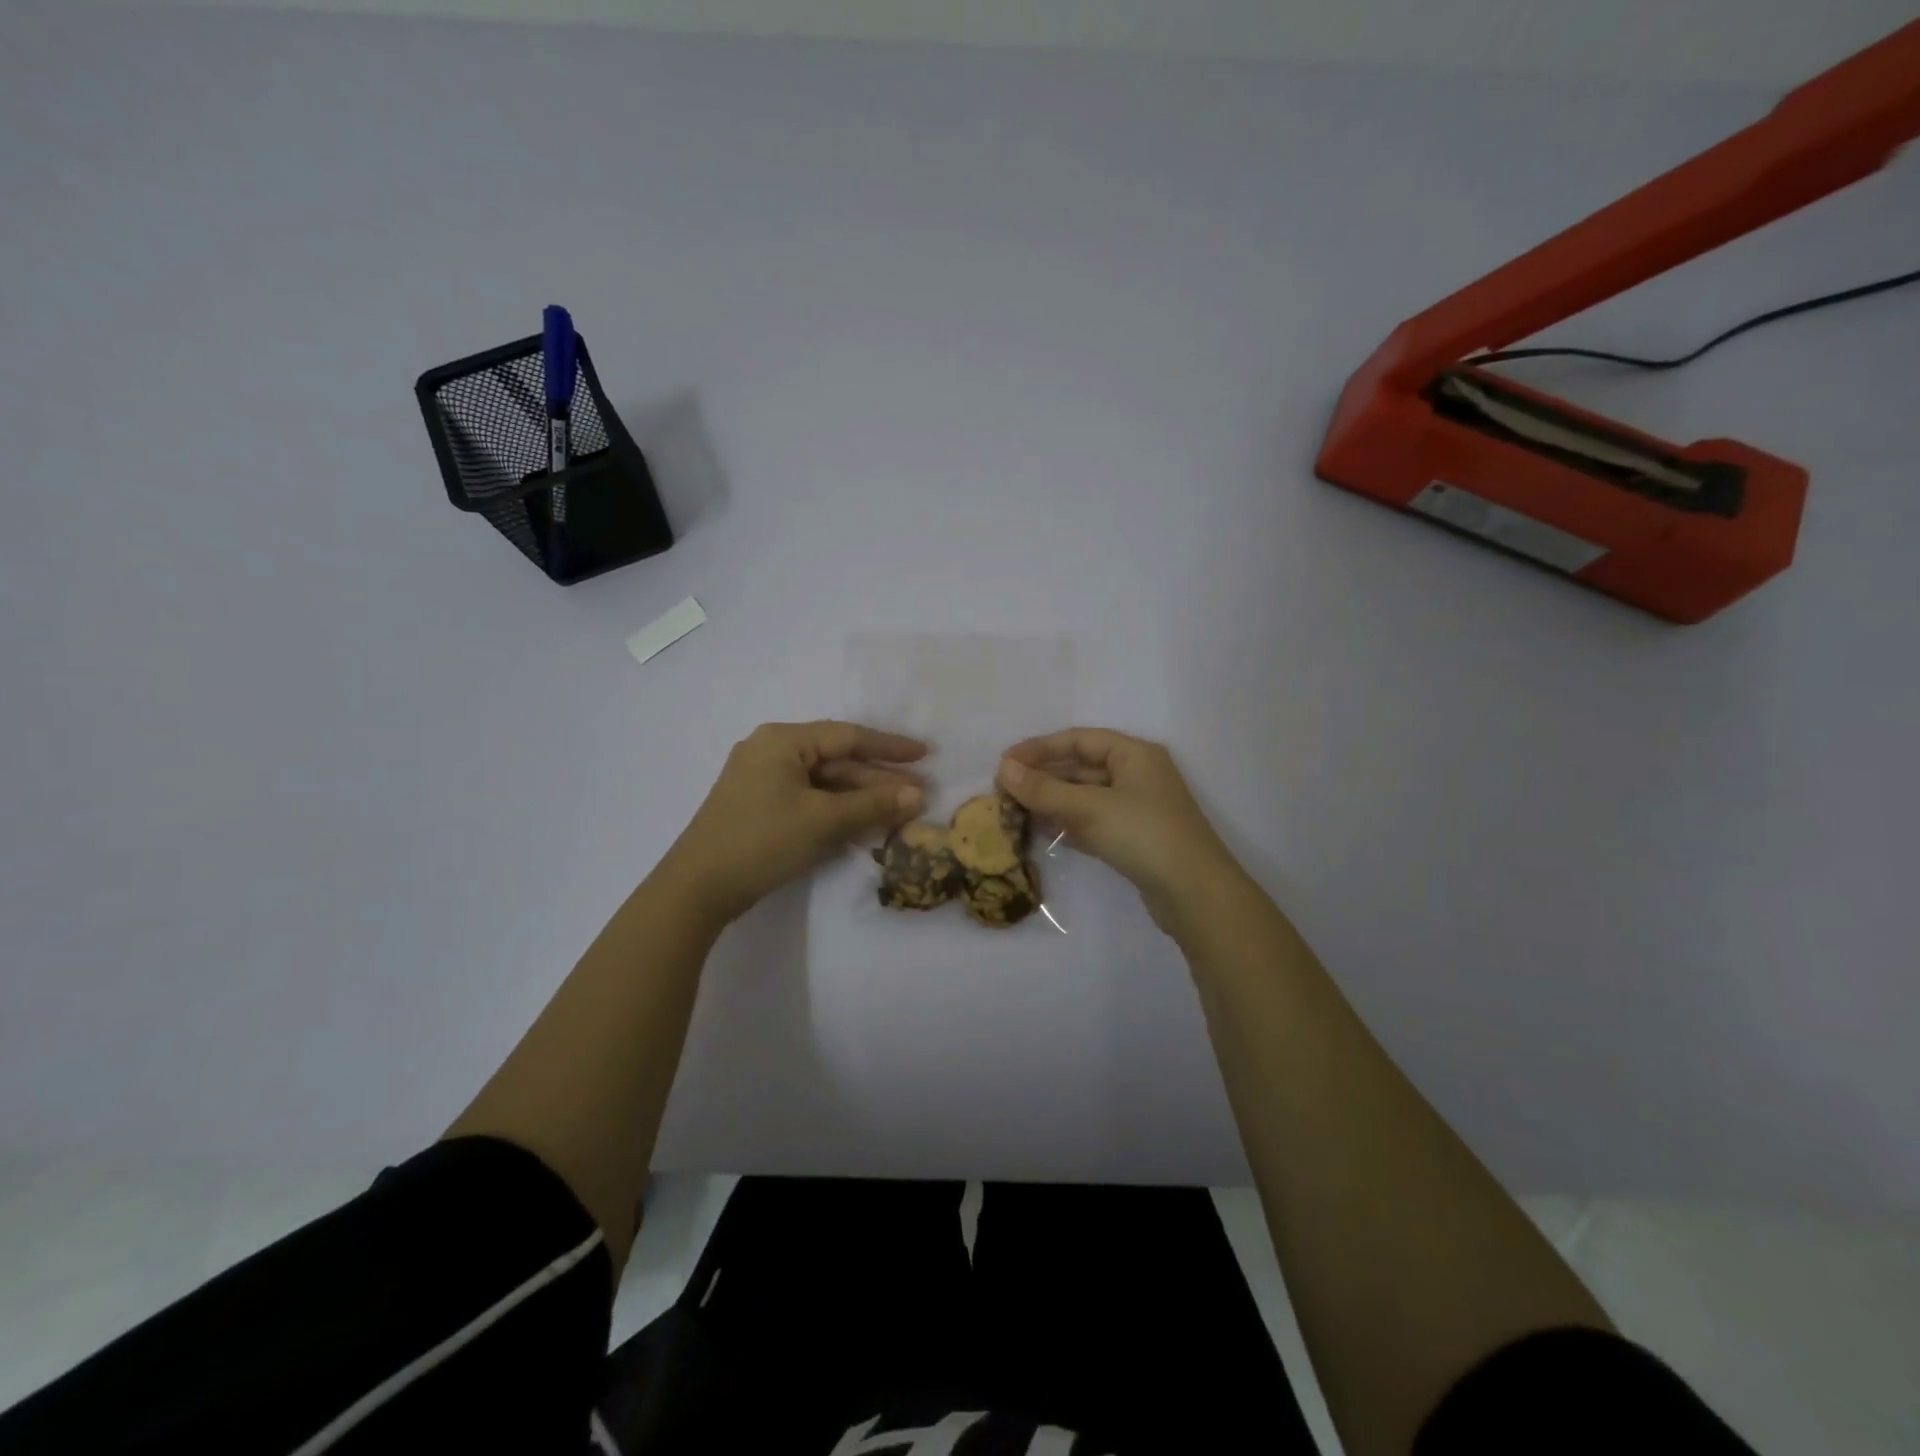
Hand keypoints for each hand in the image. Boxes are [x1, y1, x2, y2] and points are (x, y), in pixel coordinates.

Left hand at [661, 721, 927, 924]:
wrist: (696, 889)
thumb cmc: (761, 841)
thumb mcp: (822, 820)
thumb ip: (873, 804)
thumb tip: (918, 795)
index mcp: (782, 740)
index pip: (848, 736)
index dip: (889, 747)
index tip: (926, 755)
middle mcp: (771, 751)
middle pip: (837, 760)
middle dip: (878, 778)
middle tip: (918, 794)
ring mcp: (763, 780)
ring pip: (824, 782)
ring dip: (861, 796)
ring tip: (900, 810)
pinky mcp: (760, 806)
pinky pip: (809, 798)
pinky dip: (838, 808)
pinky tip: (864, 821)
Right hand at [997, 728, 1246, 932]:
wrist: (1195, 894)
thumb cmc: (1144, 835)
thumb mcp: (1089, 808)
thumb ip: (1044, 789)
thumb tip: (1003, 769)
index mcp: (1134, 754)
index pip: (1078, 740)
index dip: (1039, 748)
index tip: (1004, 762)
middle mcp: (1137, 774)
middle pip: (1081, 767)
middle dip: (1043, 777)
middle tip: (1004, 789)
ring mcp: (1137, 808)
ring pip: (1085, 796)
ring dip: (1052, 801)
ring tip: (1014, 810)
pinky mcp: (1134, 838)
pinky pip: (1093, 820)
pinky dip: (1067, 823)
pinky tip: (1042, 831)